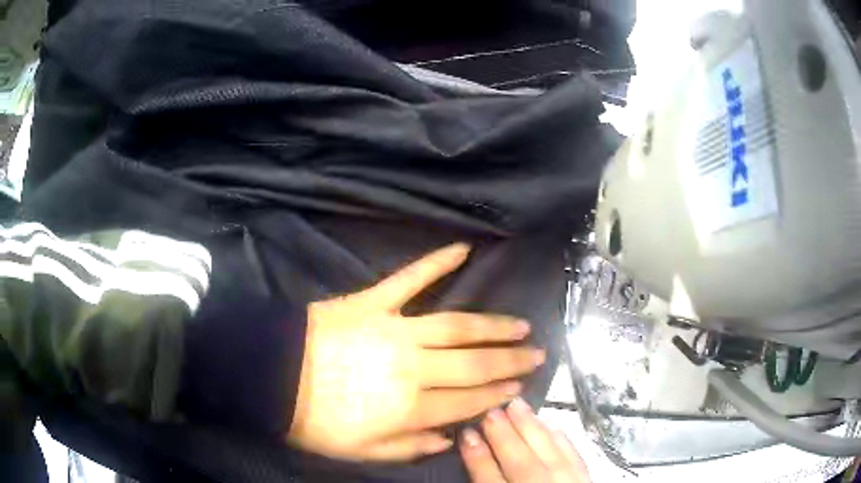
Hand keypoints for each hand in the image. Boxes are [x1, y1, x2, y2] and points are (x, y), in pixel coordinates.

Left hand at [287, 243, 545, 461]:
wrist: (273, 378)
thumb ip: (411, 447)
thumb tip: (451, 435)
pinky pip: (409, 279)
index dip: (499, 392)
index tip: (522, 384)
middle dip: (510, 359)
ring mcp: (395, 328)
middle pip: (473, 363)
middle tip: (537, 351)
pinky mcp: (373, 301)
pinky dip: (435, 262)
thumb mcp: (363, 452)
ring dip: (491, 324)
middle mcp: (413, 367)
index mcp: (410, 407)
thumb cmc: (316, 421)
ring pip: (456, 325)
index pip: (468, 400)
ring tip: (519, 323)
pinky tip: (462, 248)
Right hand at [460, 398, 590, 482]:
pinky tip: (552, 425)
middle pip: (523, 465)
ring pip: (550, 456)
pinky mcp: (588, 482)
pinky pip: (575, 458)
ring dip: (533, 430)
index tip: (466, 434)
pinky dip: (562, 440)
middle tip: (490, 410)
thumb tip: (476, 466)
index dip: (478, 458)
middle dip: (505, 438)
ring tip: (516, 405)